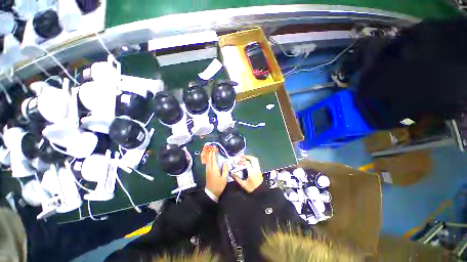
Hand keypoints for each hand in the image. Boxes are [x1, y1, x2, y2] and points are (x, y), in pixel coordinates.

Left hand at [203, 145, 227, 198]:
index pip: (213, 158)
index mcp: (214, 168)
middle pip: (209, 158)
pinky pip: (207, 163)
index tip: (215, 148)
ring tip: (210, 150)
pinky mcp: (207, 172)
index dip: (214, 152)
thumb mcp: (224, 178)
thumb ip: (225, 169)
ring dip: (209, 155)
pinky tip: (209, 158)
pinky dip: (208, 159)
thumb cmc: (219, 185)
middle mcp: (210, 168)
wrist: (211, 192)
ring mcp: (207, 170)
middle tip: (212, 147)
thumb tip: (225, 162)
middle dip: (211, 152)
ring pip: (207, 160)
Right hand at [232, 155, 262, 192]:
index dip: (241, 161)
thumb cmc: (252, 188)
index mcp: (252, 172)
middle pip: (252, 159)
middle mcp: (256, 169)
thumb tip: (231, 173)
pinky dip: (251, 160)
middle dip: (246, 156)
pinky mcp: (259, 170)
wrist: (261, 192)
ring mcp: (258, 169)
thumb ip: (237, 178)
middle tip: (240, 157)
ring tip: (244, 158)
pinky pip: (255, 162)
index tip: (237, 163)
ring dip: (249, 157)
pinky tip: (247, 162)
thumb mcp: (243, 185)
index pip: (247, 163)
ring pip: (255, 160)